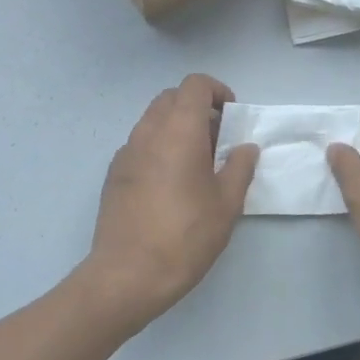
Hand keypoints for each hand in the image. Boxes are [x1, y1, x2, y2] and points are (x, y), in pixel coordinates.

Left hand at [83, 74, 257, 327]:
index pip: (194, 84)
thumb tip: (245, 148)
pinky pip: (140, 145)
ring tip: (196, 165)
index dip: (216, 92)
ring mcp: (125, 152)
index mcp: (178, 131)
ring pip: (153, 121)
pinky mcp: (114, 174)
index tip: (231, 118)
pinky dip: (159, 148)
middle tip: (217, 140)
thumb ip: (239, 168)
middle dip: (197, 108)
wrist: (127, 274)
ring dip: (177, 128)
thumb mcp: (226, 204)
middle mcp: (147, 132)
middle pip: (171, 98)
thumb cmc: (185, 236)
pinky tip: (170, 184)